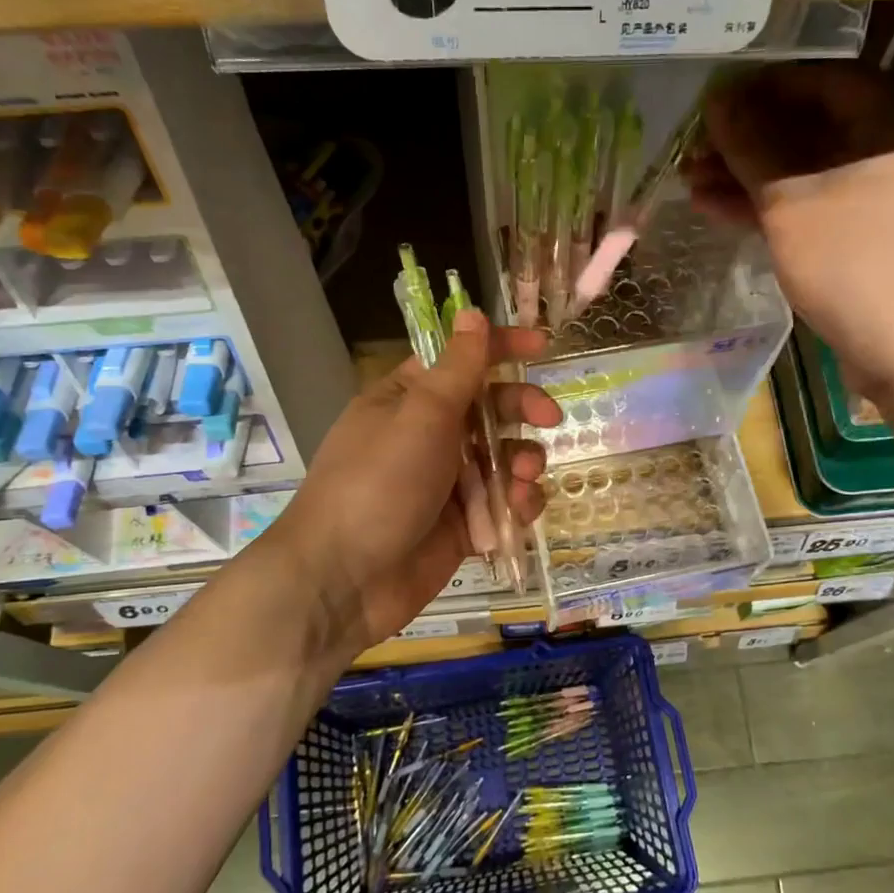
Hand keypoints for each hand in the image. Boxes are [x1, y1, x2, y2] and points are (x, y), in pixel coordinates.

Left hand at [270, 310, 560, 654]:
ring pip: (504, 458)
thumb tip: (471, 313)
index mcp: (409, 399)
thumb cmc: (379, 483)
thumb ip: (457, 368)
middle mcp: (429, 436)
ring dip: (523, 462)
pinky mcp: (462, 525)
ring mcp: (446, 483)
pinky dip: (518, 504)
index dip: (500, 347)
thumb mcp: (421, 416)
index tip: (541, 345)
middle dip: (522, 409)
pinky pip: (503, 503)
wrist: (345, 579)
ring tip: (523, 478)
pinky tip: (520, 511)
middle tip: (548, 418)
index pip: (460, 360)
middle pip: (490, 408)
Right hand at [682, 62, 893, 391]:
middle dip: (748, 143)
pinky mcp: (882, 235)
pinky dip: (780, 208)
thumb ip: (752, 147)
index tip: (708, 107)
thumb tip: (718, 102)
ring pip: (814, 172)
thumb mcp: (792, 204)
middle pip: (814, 128)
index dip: (757, 91)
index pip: (821, 80)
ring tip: (695, 185)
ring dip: (754, 179)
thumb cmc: (857, 267)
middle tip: (695, 154)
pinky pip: (826, 205)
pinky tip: (726, 211)